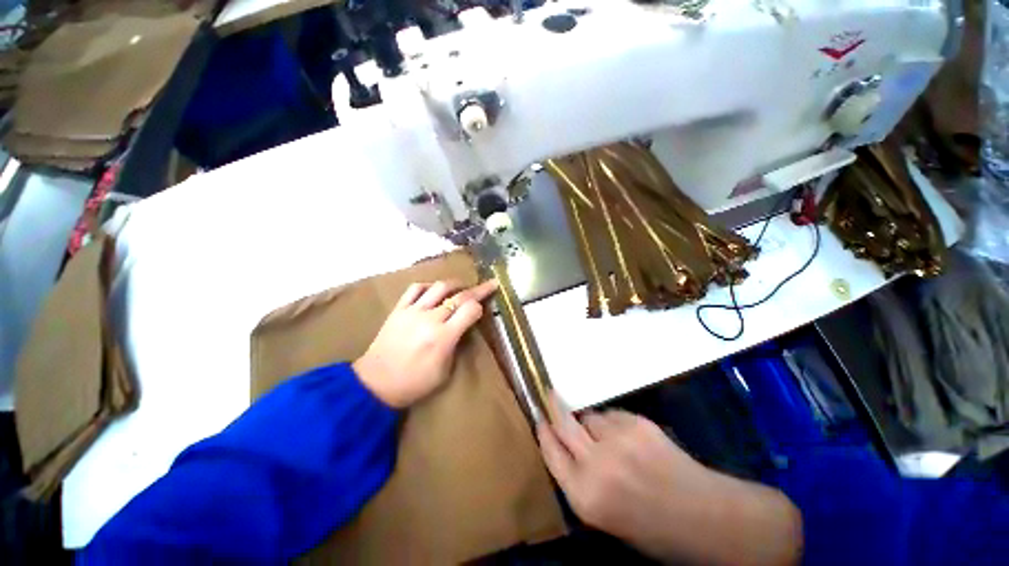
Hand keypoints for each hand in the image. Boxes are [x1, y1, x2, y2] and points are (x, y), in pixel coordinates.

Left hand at [354, 279, 498, 407]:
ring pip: (440, 287)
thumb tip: (464, 327)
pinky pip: (415, 288)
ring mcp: (412, 311)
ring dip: (456, 284)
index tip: (484, 308)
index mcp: (443, 338)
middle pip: (460, 296)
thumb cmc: (414, 384)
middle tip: (490, 284)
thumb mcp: (445, 372)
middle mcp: (429, 319)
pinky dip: (429, 286)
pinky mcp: (398, 309)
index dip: (481, 307)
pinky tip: (435, 290)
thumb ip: (457, 345)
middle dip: (479, 289)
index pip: (470, 310)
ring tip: (463, 286)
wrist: (375, 384)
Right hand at [538, 397, 801, 564]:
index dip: (543, 434)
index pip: (551, 453)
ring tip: (608, 436)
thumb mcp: (606, 518)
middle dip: (554, 408)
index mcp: (585, 496)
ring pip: (590, 416)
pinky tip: (628, 437)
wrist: (707, 518)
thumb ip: (581, 481)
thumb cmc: (653, 528)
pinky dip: (613, 422)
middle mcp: (596, 464)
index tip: (539, 420)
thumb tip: (567, 447)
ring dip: (591, 422)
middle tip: (549, 395)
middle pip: (563, 423)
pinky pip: (613, 415)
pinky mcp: (638, 424)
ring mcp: (618, 440)